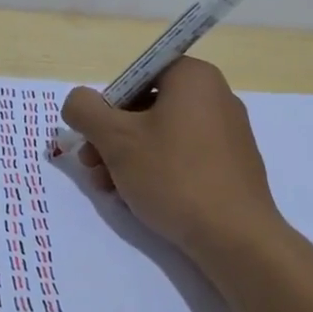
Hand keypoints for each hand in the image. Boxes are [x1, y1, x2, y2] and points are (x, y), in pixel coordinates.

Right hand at [62, 57, 282, 261]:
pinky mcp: (232, 164)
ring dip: (127, 157)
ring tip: (109, 188)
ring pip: (162, 134)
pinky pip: (184, 155)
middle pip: (147, 106)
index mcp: (193, 77)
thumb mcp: (116, 140)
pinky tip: (138, 197)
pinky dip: (157, 169)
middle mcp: (216, 96)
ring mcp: (228, 131)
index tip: (94, 137)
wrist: (235, 236)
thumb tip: (77, 101)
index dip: (108, 104)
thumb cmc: (173, 176)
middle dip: (112, 137)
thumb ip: (85, 110)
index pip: (137, 75)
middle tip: (91, 165)